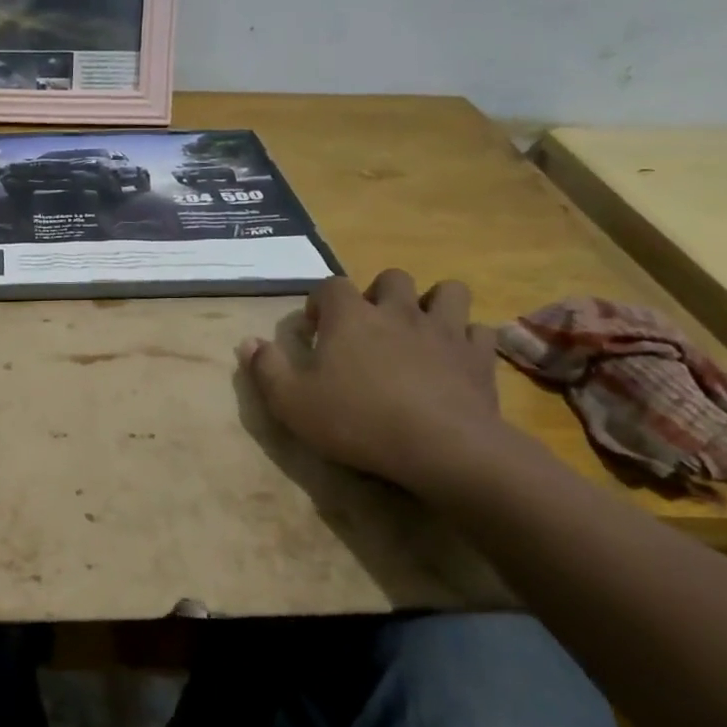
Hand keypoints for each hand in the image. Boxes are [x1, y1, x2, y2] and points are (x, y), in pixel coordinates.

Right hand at [236, 270, 510, 491]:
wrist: (441, 448)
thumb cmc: (357, 420)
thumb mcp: (291, 402)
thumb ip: (266, 368)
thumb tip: (247, 342)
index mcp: (349, 316)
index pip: (330, 285)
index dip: (320, 302)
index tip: (316, 330)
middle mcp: (397, 311)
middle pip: (392, 278)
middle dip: (379, 294)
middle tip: (370, 327)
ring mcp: (443, 330)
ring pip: (447, 292)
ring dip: (433, 304)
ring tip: (419, 331)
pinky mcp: (478, 356)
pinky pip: (479, 331)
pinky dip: (467, 340)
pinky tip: (456, 359)